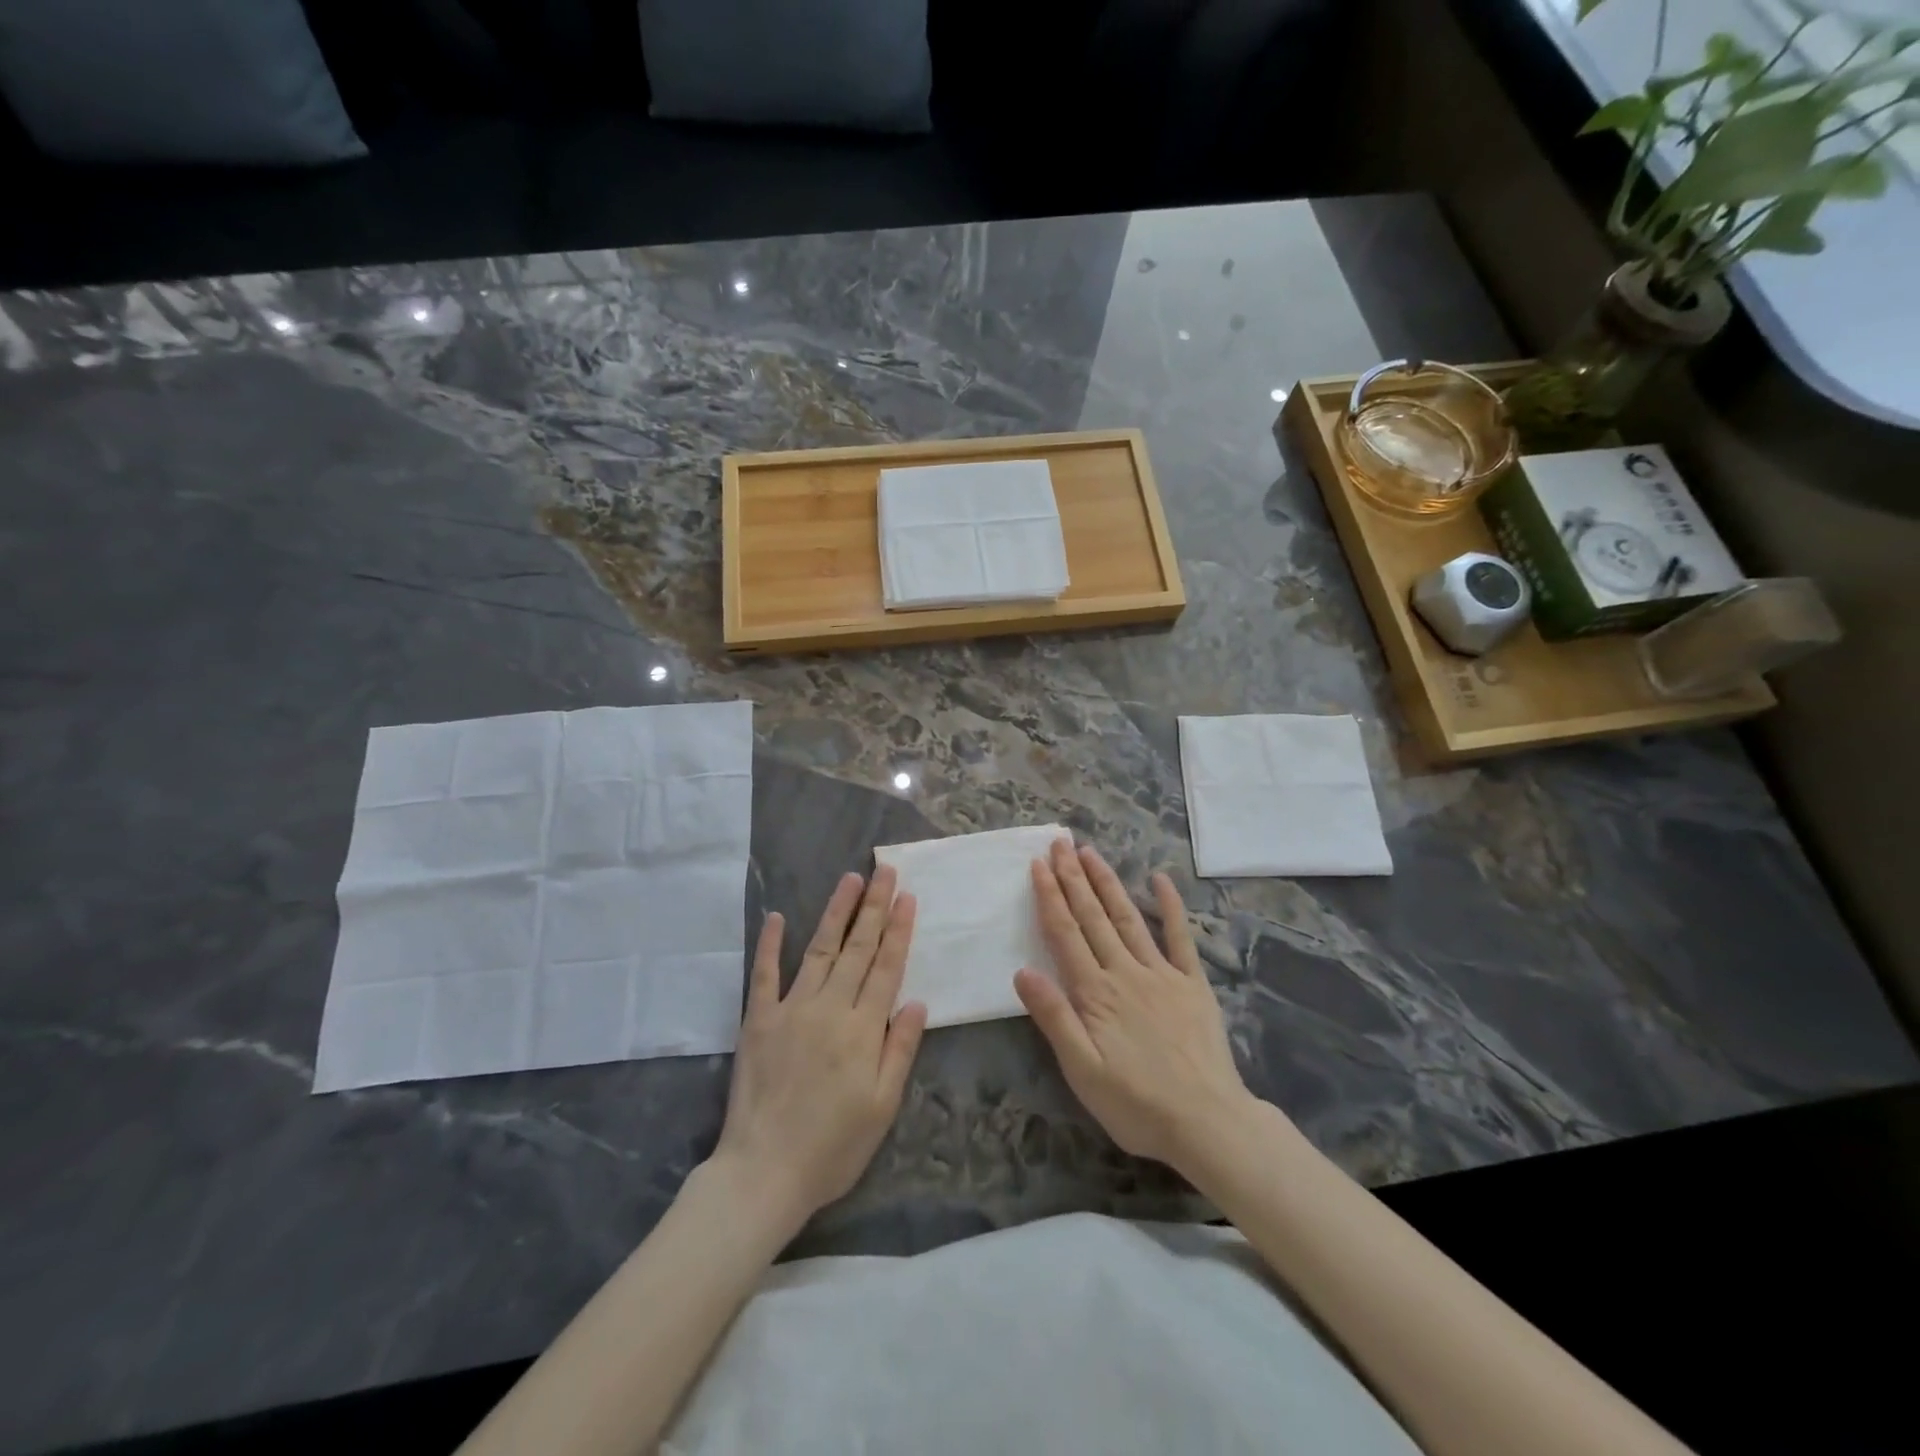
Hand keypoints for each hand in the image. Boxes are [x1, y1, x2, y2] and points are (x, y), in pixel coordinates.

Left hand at [712, 867, 927, 1231]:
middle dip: (874, 906)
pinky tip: (776, 916)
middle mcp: (829, 1008)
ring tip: (850, 879)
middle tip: (886, 871)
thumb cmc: (833, 1147)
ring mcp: (790, 1009)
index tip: (907, 897)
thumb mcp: (883, 1107)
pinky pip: (764, 974)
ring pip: (819, 949)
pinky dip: (770, 943)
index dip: (899, 930)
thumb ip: (900, 1050)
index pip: (886, 967)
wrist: (763, 1173)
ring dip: (836, 912)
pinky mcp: (758, 1020)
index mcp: (862, 1029)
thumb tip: (917, 1001)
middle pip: (857, 948)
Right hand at [1015, 840, 1251, 1171]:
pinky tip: (1160, 880)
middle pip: (1093, 917)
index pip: (1065, 934)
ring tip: (1091, 853)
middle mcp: (1125, 972)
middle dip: (1074, 878)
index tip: (1038, 865)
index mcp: (1095, 993)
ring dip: (1107, 883)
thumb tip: (1022, 971)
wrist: (1207, 1122)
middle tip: (1060, 843)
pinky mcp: (1192, 983)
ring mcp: (1162, 973)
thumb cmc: (1136, 1103)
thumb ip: (1054, 1018)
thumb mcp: (1082, 1071)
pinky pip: (1180, 937)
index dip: (1050, 897)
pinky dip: (1170, 907)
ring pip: (1128, 918)